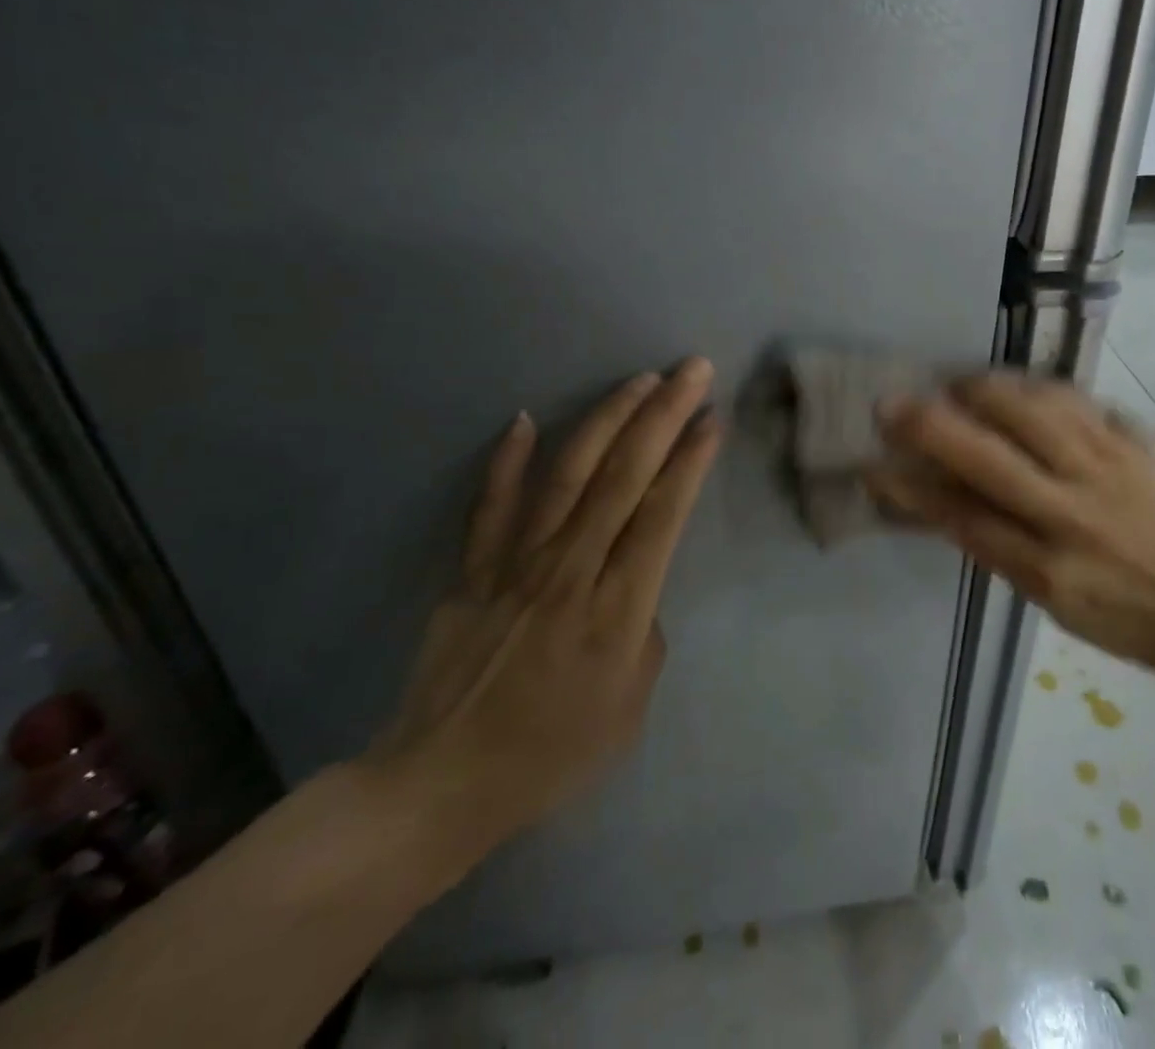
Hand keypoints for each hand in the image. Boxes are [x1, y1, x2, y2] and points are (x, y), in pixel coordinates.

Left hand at [364, 360, 720, 874]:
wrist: (443, 784)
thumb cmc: (552, 753)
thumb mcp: (631, 705)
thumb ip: (644, 628)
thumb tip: (635, 578)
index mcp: (617, 609)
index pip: (662, 514)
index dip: (689, 461)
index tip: (711, 418)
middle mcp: (570, 571)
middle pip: (623, 477)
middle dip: (663, 416)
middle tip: (691, 370)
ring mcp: (516, 565)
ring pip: (567, 474)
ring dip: (606, 420)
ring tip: (638, 380)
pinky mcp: (473, 570)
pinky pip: (491, 505)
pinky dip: (508, 460)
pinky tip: (525, 418)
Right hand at [867, 373, 1154, 679]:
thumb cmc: (1117, 618)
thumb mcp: (1046, 599)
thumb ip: (993, 546)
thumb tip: (937, 501)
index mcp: (1050, 565)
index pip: (963, 519)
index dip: (910, 491)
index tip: (871, 467)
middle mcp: (1075, 512)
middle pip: (992, 459)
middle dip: (933, 427)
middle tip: (892, 404)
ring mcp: (1109, 471)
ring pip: (1038, 414)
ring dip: (987, 391)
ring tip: (956, 382)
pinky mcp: (1134, 448)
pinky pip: (1083, 403)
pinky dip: (1043, 387)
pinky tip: (1021, 385)